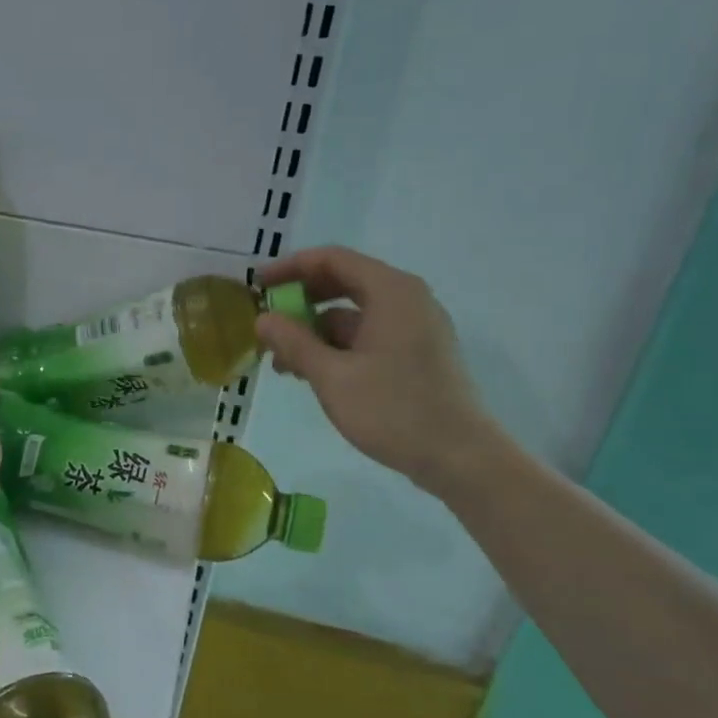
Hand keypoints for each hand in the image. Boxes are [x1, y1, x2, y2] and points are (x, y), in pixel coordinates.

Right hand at [254, 246, 502, 495]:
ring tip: (281, 361)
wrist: (461, 458)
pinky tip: (312, 373)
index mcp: (391, 291)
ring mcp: (415, 326)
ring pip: (353, 313)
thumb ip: (294, 342)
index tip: (256, 286)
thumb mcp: (332, 376)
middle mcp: (407, 299)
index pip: (332, 259)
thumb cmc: (393, 410)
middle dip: (300, 300)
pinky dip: (337, 346)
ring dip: (314, 330)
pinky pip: (368, 335)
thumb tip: (262, 319)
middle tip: (266, 321)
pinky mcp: (417, 353)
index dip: (289, 268)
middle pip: (343, 282)